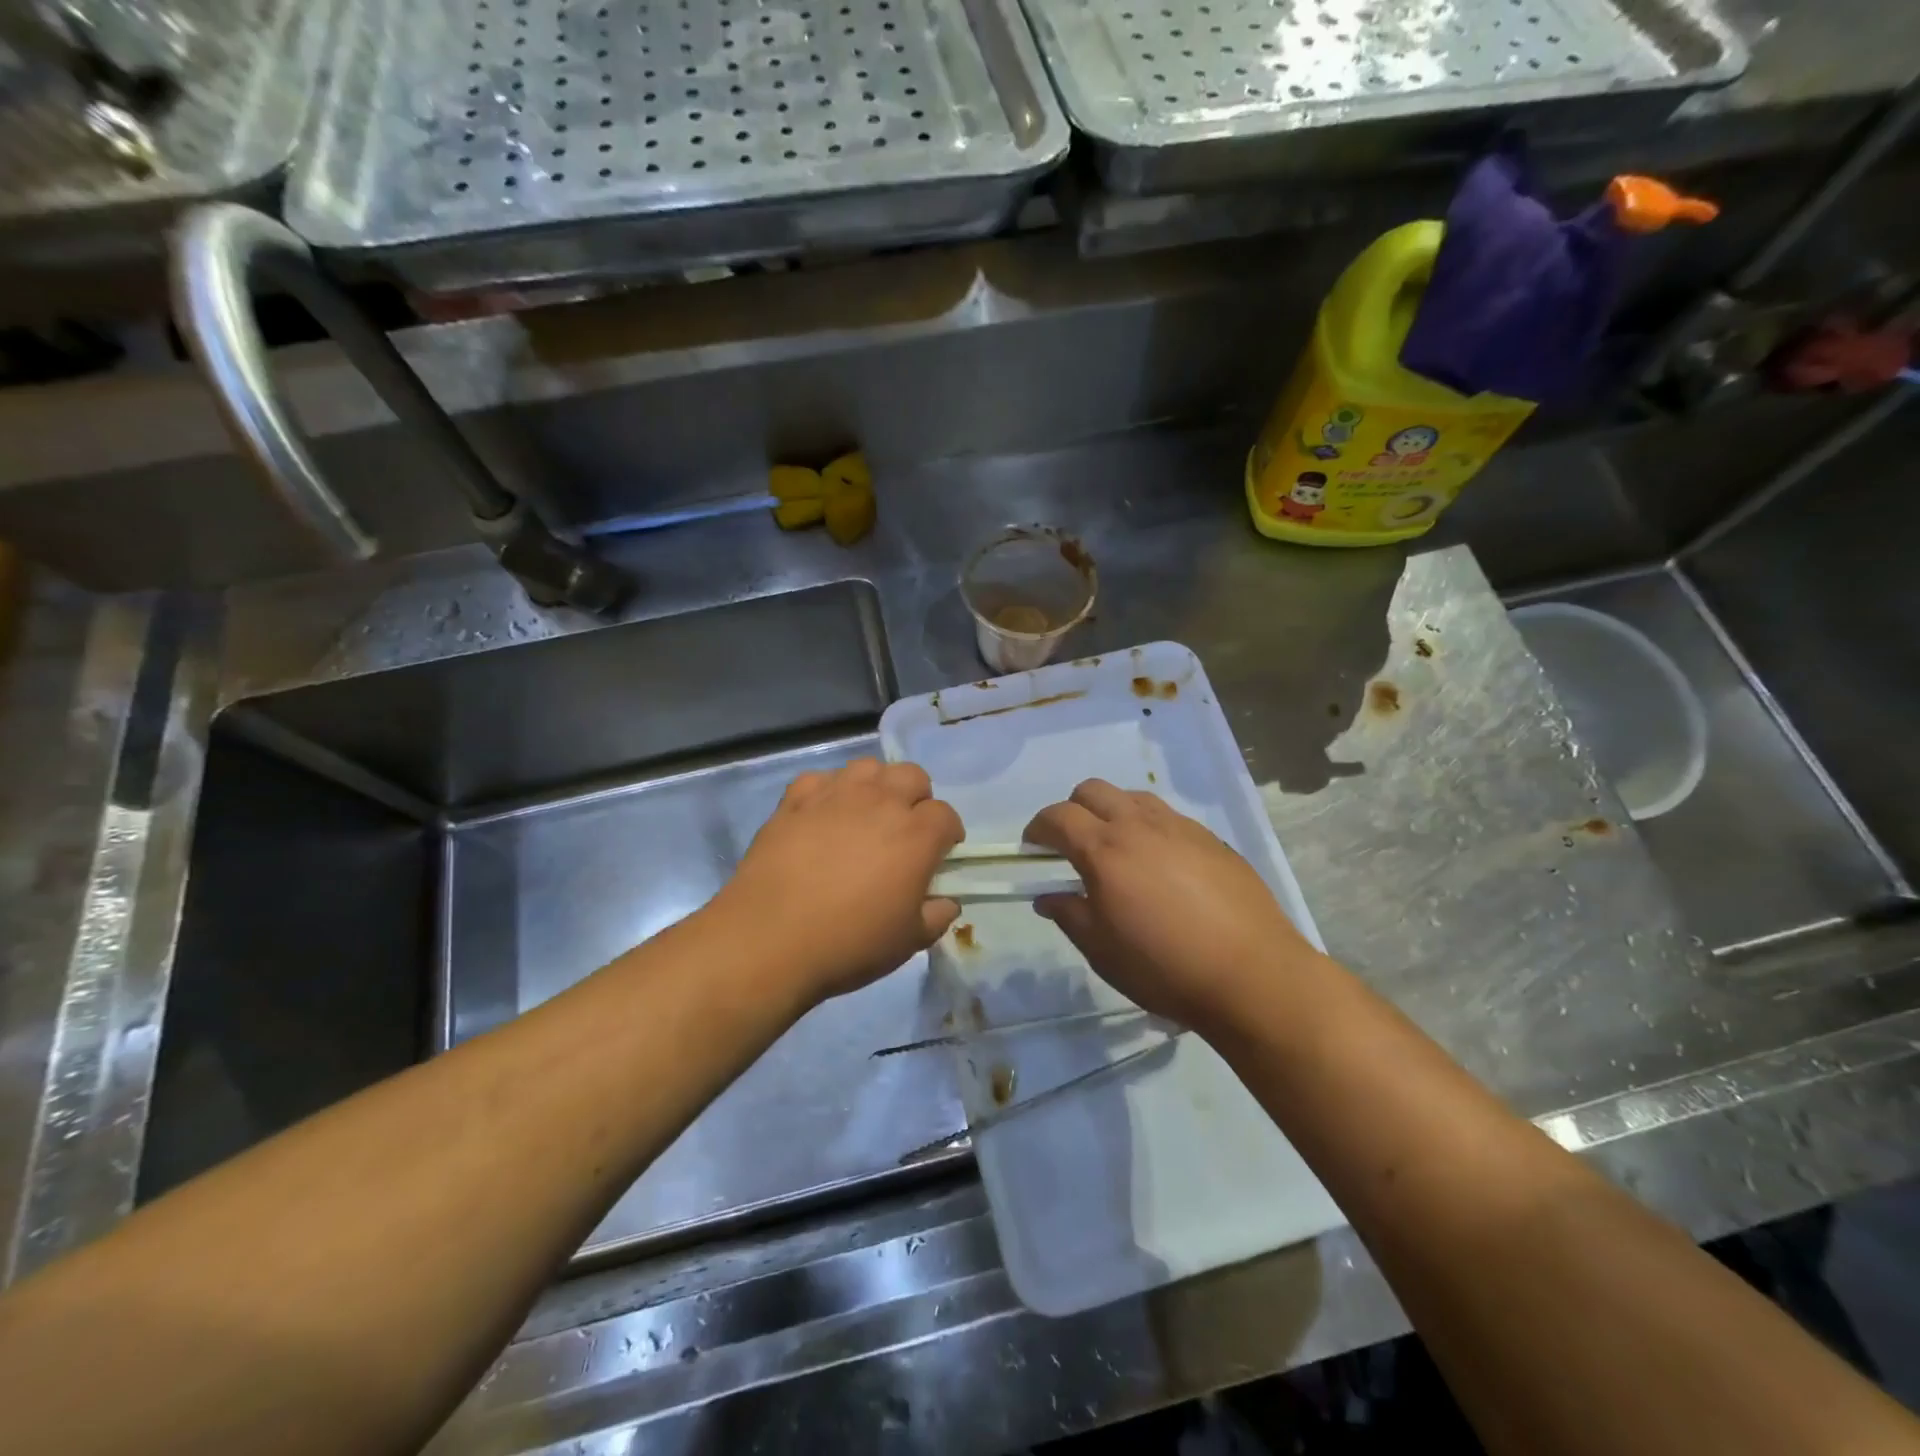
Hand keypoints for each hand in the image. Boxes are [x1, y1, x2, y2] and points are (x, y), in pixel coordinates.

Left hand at [711, 759, 963, 1005]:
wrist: (769, 940)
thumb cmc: (849, 943)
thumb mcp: (908, 942)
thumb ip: (936, 917)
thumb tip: (947, 902)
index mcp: (916, 835)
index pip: (946, 815)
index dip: (948, 833)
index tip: (941, 852)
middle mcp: (881, 802)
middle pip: (912, 776)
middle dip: (917, 798)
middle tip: (905, 829)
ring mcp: (835, 796)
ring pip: (868, 767)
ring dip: (876, 786)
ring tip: (866, 814)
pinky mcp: (795, 800)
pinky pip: (821, 779)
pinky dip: (828, 791)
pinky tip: (823, 815)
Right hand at [1023, 780, 1321, 1035]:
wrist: (1252, 975)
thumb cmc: (1164, 967)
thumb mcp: (1102, 951)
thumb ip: (1069, 915)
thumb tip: (1047, 896)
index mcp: (1105, 850)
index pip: (1058, 817)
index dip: (1038, 828)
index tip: (1034, 847)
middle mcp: (1139, 826)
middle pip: (1092, 790)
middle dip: (1072, 809)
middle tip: (1072, 844)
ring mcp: (1179, 827)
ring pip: (1132, 797)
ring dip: (1112, 812)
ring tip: (1118, 849)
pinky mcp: (1211, 838)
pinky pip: (1167, 816)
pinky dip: (1149, 827)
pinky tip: (1161, 864)